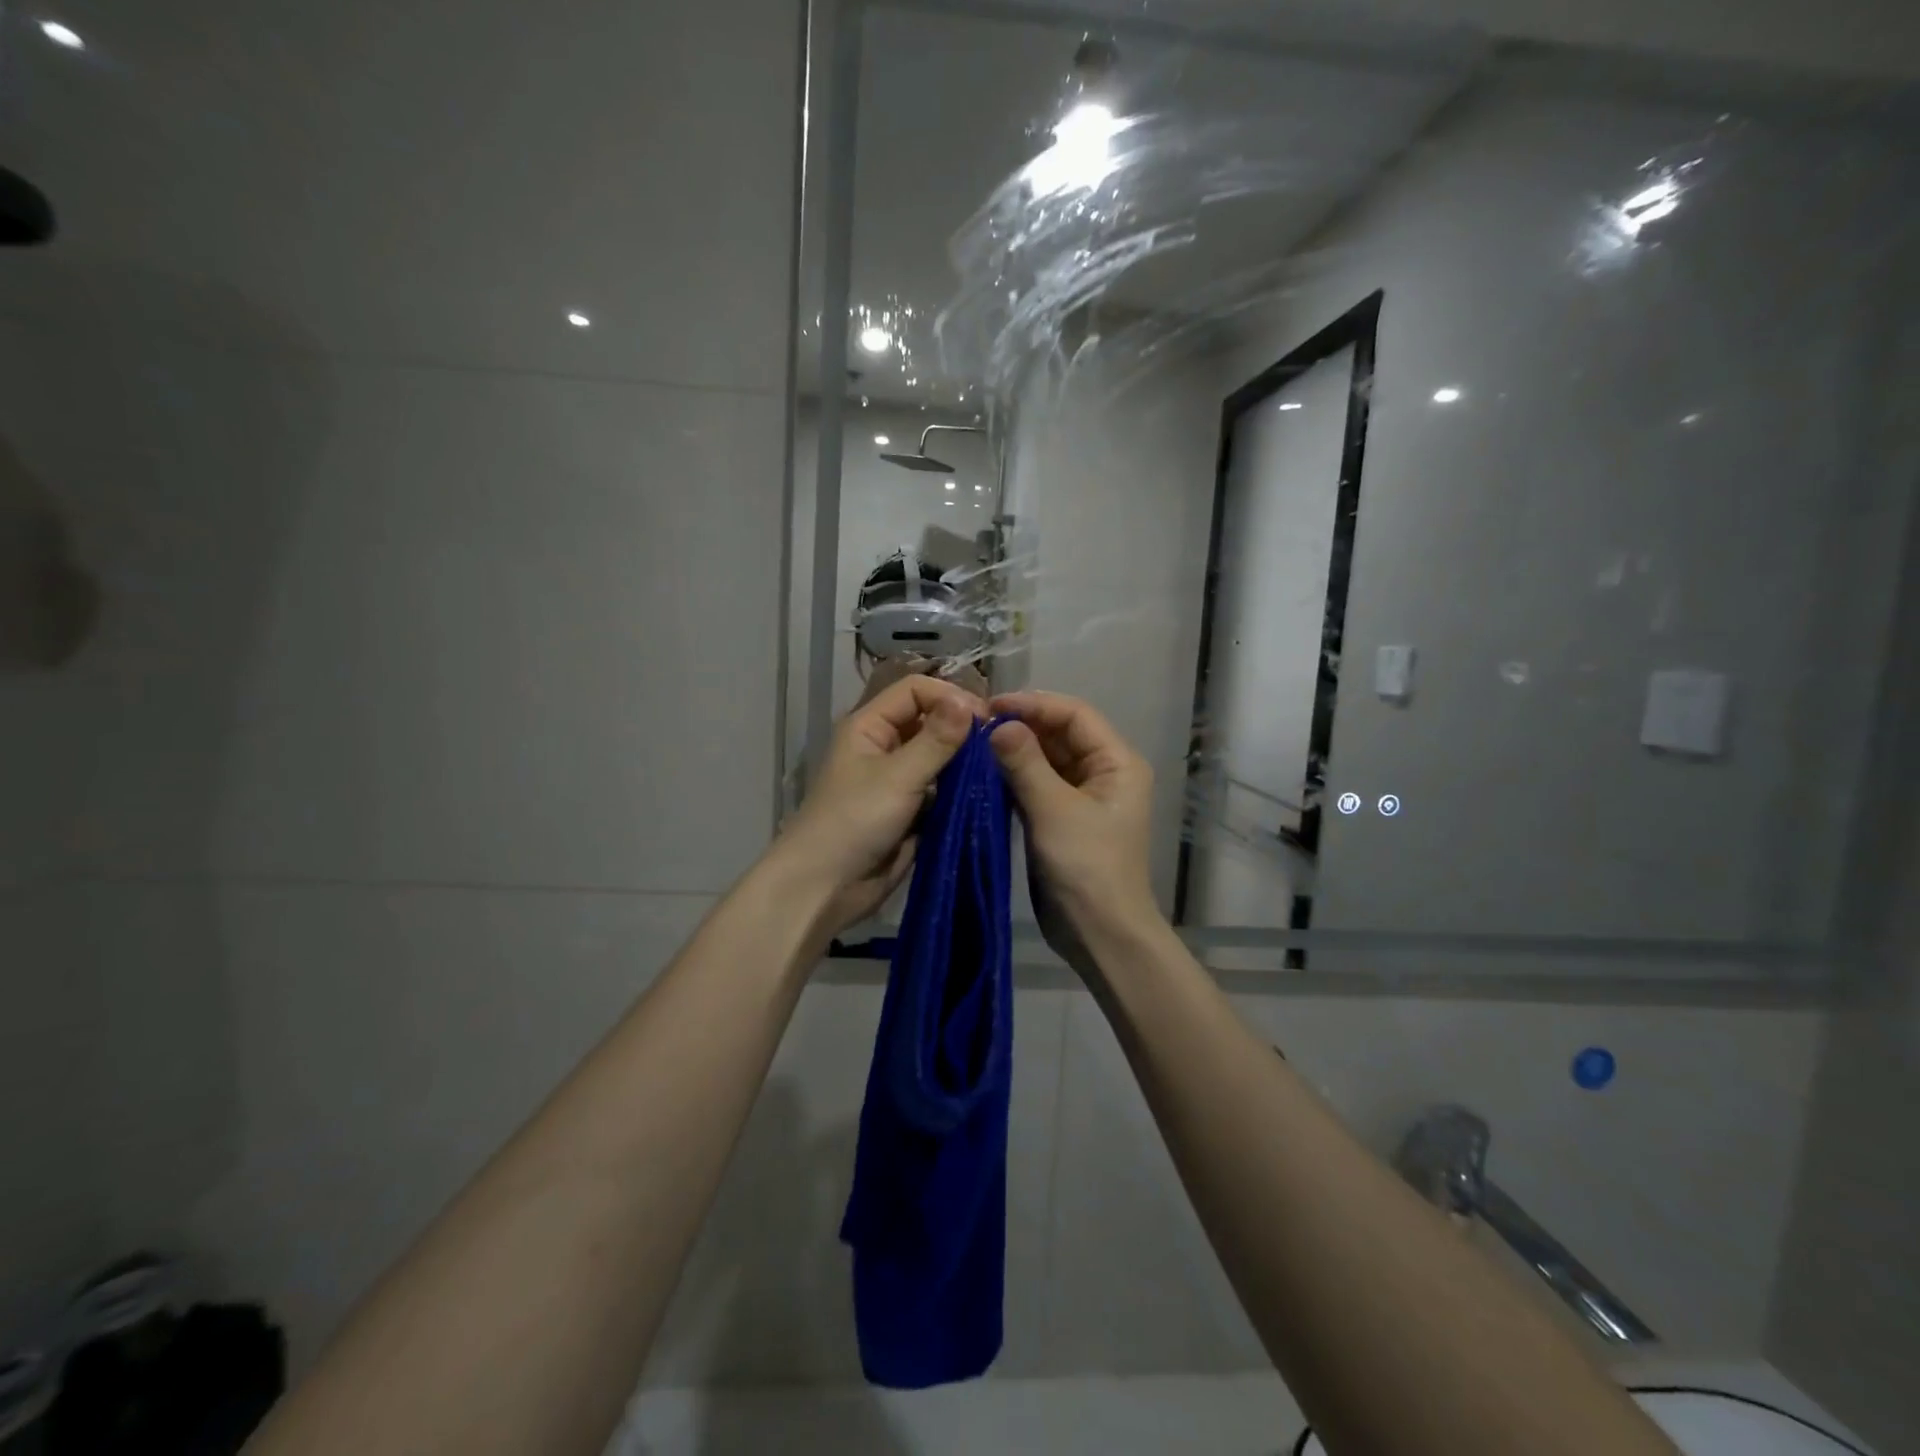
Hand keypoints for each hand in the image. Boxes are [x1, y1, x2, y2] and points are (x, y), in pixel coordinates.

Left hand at [775, 673, 985, 938]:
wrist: (826, 888)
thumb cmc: (854, 821)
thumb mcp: (898, 776)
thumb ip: (936, 740)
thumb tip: (969, 702)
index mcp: (871, 726)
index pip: (915, 691)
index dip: (949, 697)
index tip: (986, 718)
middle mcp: (886, 747)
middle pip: (931, 722)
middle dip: (962, 730)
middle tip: (999, 745)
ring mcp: (900, 780)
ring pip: (941, 758)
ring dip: (966, 763)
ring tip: (998, 769)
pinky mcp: (912, 812)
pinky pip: (943, 791)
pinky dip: (962, 791)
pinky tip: (988, 793)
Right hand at [988, 691, 1158, 961]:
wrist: (1100, 933)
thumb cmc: (1086, 867)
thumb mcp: (1054, 810)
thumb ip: (1025, 762)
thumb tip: (999, 724)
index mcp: (1116, 761)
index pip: (1074, 714)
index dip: (1034, 704)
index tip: (990, 706)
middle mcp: (1103, 772)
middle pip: (1060, 734)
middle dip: (1021, 726)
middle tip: (975, 725)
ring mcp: (1083, 796)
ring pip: (1047, 759)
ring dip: (1015, 751)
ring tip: (974, 745)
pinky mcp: (1063, 819)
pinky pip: (1038, 784)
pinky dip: (1014, 776)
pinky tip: (984, 773)